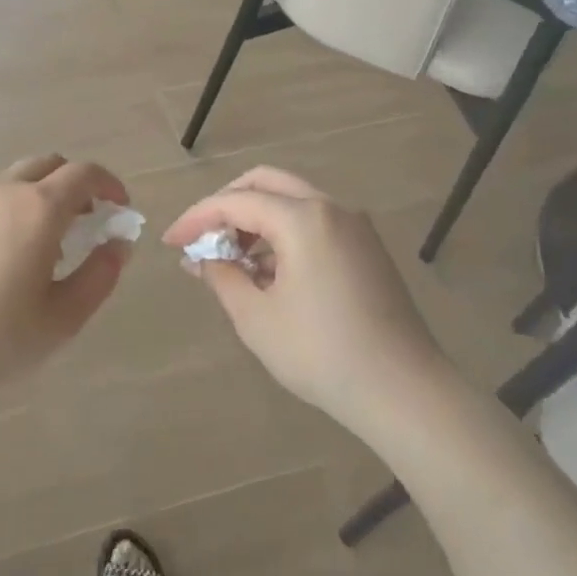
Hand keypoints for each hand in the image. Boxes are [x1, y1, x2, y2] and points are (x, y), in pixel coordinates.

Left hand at [0, 154, 132, 401]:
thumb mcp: (63, 319)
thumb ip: (99, 276)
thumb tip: (117, 245)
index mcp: (38, 209)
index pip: (84, 173)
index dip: (108, 184)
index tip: (118, 207)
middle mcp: (0, 191)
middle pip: (46, 165)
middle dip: (72, 184)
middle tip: (81, 221)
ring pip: (9, 182)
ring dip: (34, 200)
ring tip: (34, 247)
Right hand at [162, 167, 441, 429]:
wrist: (404, 392)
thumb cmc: (322, 354)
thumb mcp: (257, 318)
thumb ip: (222, 277)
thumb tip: (202, 259)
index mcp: (303, 219)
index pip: (235, 201)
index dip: (197, 218)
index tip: (172, 243)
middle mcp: (331, 208)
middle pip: (266, 183)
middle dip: (226, 205)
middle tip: (202, 238)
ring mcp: (355, 226)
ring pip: (292, 201)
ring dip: (256, 221)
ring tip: (231, 263)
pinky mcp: (367, 248)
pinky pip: (315, 222)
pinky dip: (283, 234)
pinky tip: (268, 273)